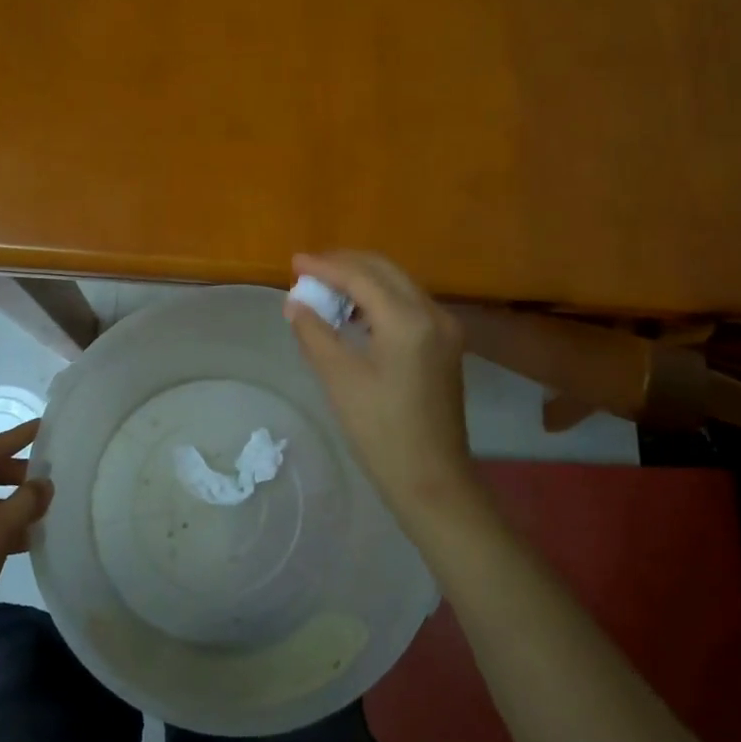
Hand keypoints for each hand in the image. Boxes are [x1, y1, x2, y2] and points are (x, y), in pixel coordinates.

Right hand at [285, 252, 480, 522]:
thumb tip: (295, 302)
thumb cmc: (380, 431)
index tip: (294, 263)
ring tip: (324, 291)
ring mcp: (445, 328)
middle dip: (344, 265)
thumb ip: (314, 332)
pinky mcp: (445, 343)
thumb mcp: (339, 378)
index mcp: (408, 320)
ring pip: (398, 284)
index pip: (361, 276)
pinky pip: (408, 304)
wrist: (432, 479)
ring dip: (362, 281)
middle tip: (308, 272)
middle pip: (384, 270)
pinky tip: (354, 315)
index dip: (325, 266)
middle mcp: (433, 313)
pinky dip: (379, 299)